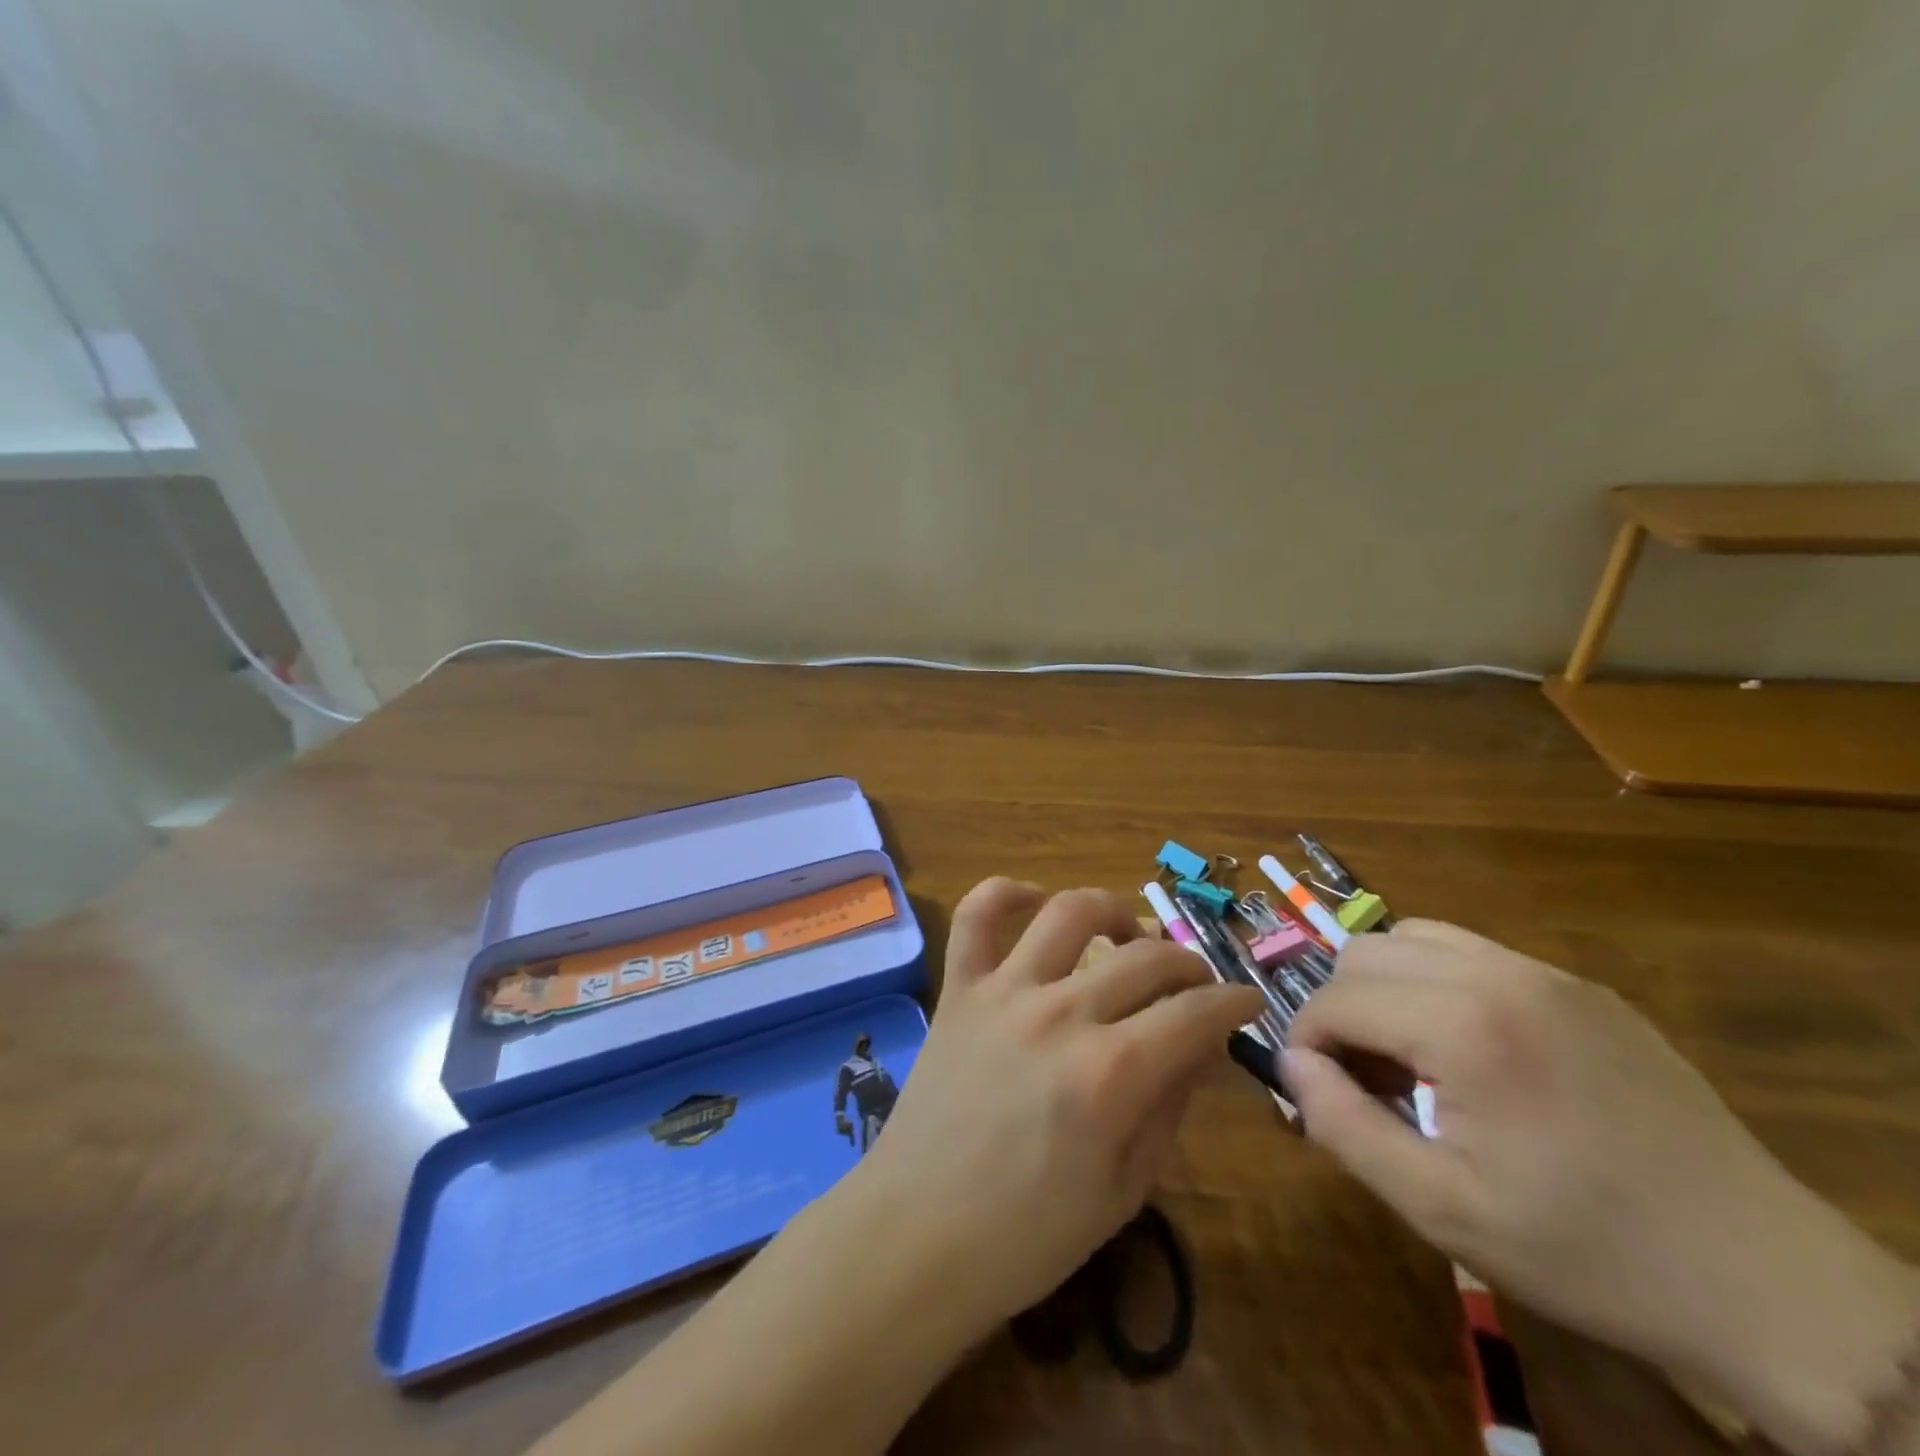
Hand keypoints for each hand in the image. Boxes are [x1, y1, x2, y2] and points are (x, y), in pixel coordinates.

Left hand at [853, 879, 1261, 1340]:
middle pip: (1145, 958)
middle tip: (1193, 986)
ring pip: (1070, 912)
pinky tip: (1033, 900)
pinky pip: (977, 916)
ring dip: (1112, 910)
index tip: (1246, 1002)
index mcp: (1110, 1074)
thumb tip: (1202, 1047)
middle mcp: (1060, 1014)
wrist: (918, 1234)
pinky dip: (1006, 893)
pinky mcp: (959, 988)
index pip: (1194, 1014)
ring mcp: (1004, 992)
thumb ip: (1169, 1107)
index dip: (1233, 1003)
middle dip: (1187, 966)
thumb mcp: (1124, 1189)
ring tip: (1127, 933)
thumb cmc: (1028, 1234)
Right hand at [1285, 920, 1919, 1455]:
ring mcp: (1548, 974)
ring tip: (1409, 1056)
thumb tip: (1289, 1064)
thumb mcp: (1441, 1209)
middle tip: (1365, 1078)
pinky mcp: (1583, 988)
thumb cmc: (1588, 1253)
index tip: (1320, 1093)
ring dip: (1385, 986)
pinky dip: (1438, 982)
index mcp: (1465, 1026)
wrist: (1766, 1284)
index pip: (1335, 998)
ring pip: (1414, 937)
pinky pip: (1475, 953)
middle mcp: (1500, 975)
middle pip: (1364, 953)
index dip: (1307, 1043)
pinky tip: (1468, 1049)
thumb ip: (1343, 1125)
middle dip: (1341, 1009)